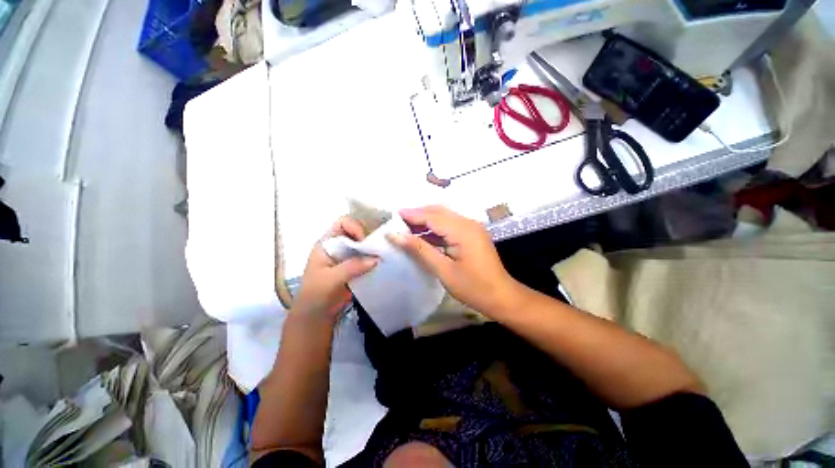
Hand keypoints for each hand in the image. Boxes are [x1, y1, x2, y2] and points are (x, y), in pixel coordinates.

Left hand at [293, 216, 377, 322]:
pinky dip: (376, 260)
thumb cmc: (315, 295)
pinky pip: (369, 258)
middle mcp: (339, 246)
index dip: (355, 227)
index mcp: (327, 243)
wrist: (316, 316)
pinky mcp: (356, 268)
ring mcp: (348, 257)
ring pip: (365, 245)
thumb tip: (376, 259)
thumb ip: (351, 267)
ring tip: (385, 254)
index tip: (364, 240)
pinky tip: (384, 264)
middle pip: (357, 232)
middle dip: (369, 237)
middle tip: (381, 246)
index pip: (343, 223)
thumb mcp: (330, 279)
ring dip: (375, 249)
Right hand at [387, 206, 523, 317]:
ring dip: (426, 221)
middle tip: (398, 221)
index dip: (412, 215)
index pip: (432, 216)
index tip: (394, 215)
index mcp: (463, 230)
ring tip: (407, 228)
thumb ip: (420, 250)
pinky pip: (450, 225)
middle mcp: (468, 223)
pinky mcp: (472, 234)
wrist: (501, 297)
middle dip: (418, 214)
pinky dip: (436, 228)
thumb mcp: (443, 270)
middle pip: (439, 212)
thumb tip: (396, 236)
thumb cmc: (473, 287)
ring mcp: (472, 228)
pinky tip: (423, 236)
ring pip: (444, 217)